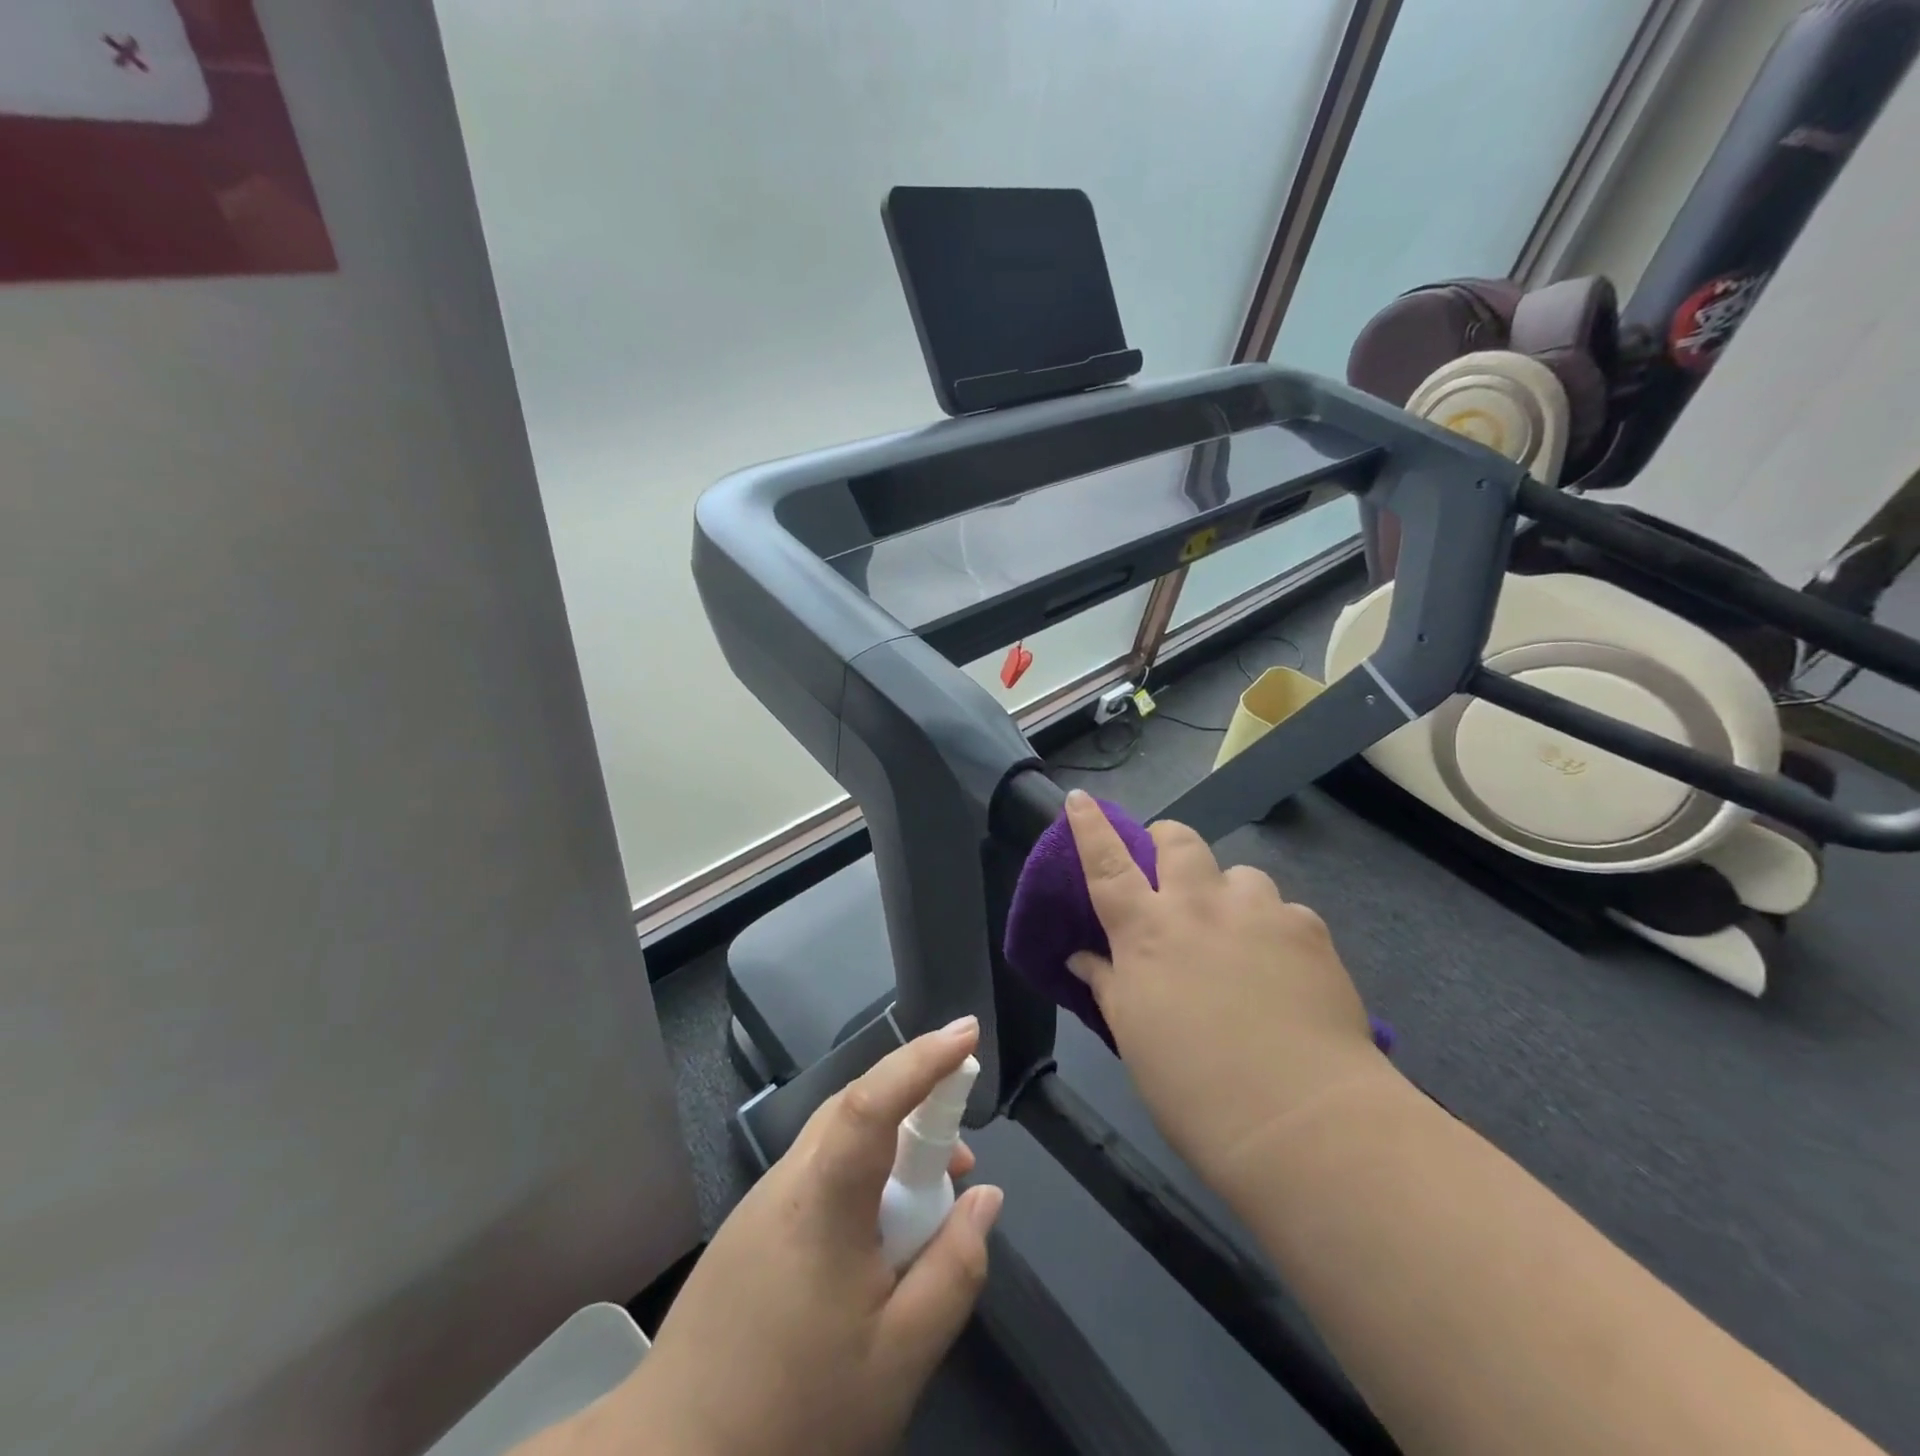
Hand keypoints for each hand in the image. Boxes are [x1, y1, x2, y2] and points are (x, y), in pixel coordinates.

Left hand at [612, 1020, 1002, 1455]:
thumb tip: (986, 1197)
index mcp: (823, 1199)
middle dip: (916, 1102)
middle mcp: (788, 1179)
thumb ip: (954, 1269)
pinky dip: (862, 1174)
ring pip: (837, 1140)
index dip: (923, 1059)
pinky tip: (878, 1233)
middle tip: (963, 1146)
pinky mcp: (750, 1227)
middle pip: (856, 1107)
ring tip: (931, 1197)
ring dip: (890, 1145)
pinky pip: (819, 1172)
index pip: (874, 1099)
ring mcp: (762, 1201)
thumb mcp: (899, 1357)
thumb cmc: (795, 1410)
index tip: (968, 1033)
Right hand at [1062, 788, 1392, 1188]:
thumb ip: (1109, 985)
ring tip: (1240, 935)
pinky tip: (1285, 971)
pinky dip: (1275, 930)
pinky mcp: (1308, 929)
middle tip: (1172, 872)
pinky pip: (1285, 911)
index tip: (1079, 798)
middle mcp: (1198, 906)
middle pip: (1179, 840)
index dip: (1089, 827)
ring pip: (1240, 873)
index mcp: (1146, 932)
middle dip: (1168, 841)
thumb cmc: (1194, 1089)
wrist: (1301, 1122)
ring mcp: (1257, 912)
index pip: (1106, 863)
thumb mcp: (1135, 1037)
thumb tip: (1083, 957)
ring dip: (1230, 894)